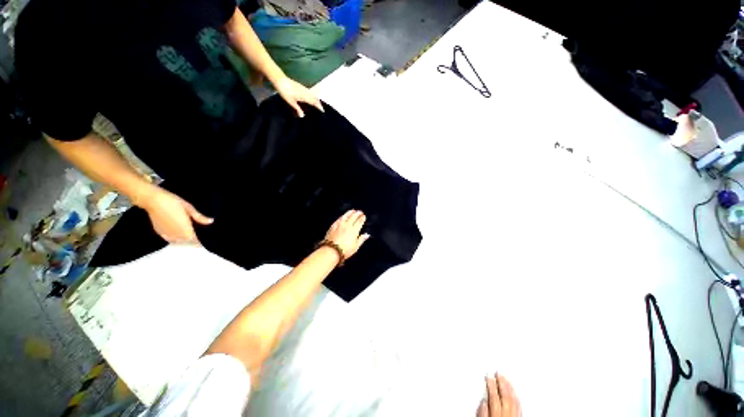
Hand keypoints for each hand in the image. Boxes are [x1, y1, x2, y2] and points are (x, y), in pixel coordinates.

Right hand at [139, 187, 213, 243]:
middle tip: (199, 238)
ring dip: (184, 241)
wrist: (153, 200)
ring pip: (177, 241)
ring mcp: (166, 234)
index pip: (195, 240)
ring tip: (190, 237)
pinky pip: (169, 239)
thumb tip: (211, 221)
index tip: (205, 241)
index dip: (200, 241)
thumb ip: (199, 217)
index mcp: (185, 229)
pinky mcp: (159, 232)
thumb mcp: (189, 208)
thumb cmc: (173, 202)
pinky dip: (175, 239)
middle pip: (186, 242)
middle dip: (192, 241)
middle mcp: (176, 234)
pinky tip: (179, 235)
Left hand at [274, 76, 323, 117]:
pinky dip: (312, 95)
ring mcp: (303, 88)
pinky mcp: (301, 86)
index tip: (322, 110)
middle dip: (319, 103)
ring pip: (312, 94)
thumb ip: (297, 109)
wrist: (280, 80)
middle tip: (321, 108)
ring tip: (317, 103)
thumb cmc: (285, 91)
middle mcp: (305, 92)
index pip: (314, 102)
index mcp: (304, 96)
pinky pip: (309, 91)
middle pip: (315, 98)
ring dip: (316, 99)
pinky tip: (310, 97)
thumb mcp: (291, 102)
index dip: (319, 106)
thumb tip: (302, 116)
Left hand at [325, 210, 369, 258]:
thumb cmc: (345, 250)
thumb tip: (367, 235)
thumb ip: (361, 239)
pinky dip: (342, 217)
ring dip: (350, 212)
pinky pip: (338, 219)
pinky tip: (342, 216)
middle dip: (357, 213)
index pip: (359, 222)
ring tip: (352, 210)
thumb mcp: (356, 247)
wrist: (331, 251)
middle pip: (353, 217)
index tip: (364, 216)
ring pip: (346, 216)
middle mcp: (347, 226)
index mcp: (354, 230)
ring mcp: (339, 225)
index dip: (362, 218)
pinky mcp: (333, 226)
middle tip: (360, 211)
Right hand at [477, 374, 520, 416]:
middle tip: (498, 372)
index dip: (491, 385)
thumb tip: (483, 402)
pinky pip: (519, 406)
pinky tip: (514, 392)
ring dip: (509, 387)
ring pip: (513, 399)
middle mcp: (507, 415)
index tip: (489, 376)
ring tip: (506, 378)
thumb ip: (483, 413)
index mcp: (496, 414)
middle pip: (505, 396)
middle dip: (501, 383)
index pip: (494, 396)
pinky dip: (516, 397)